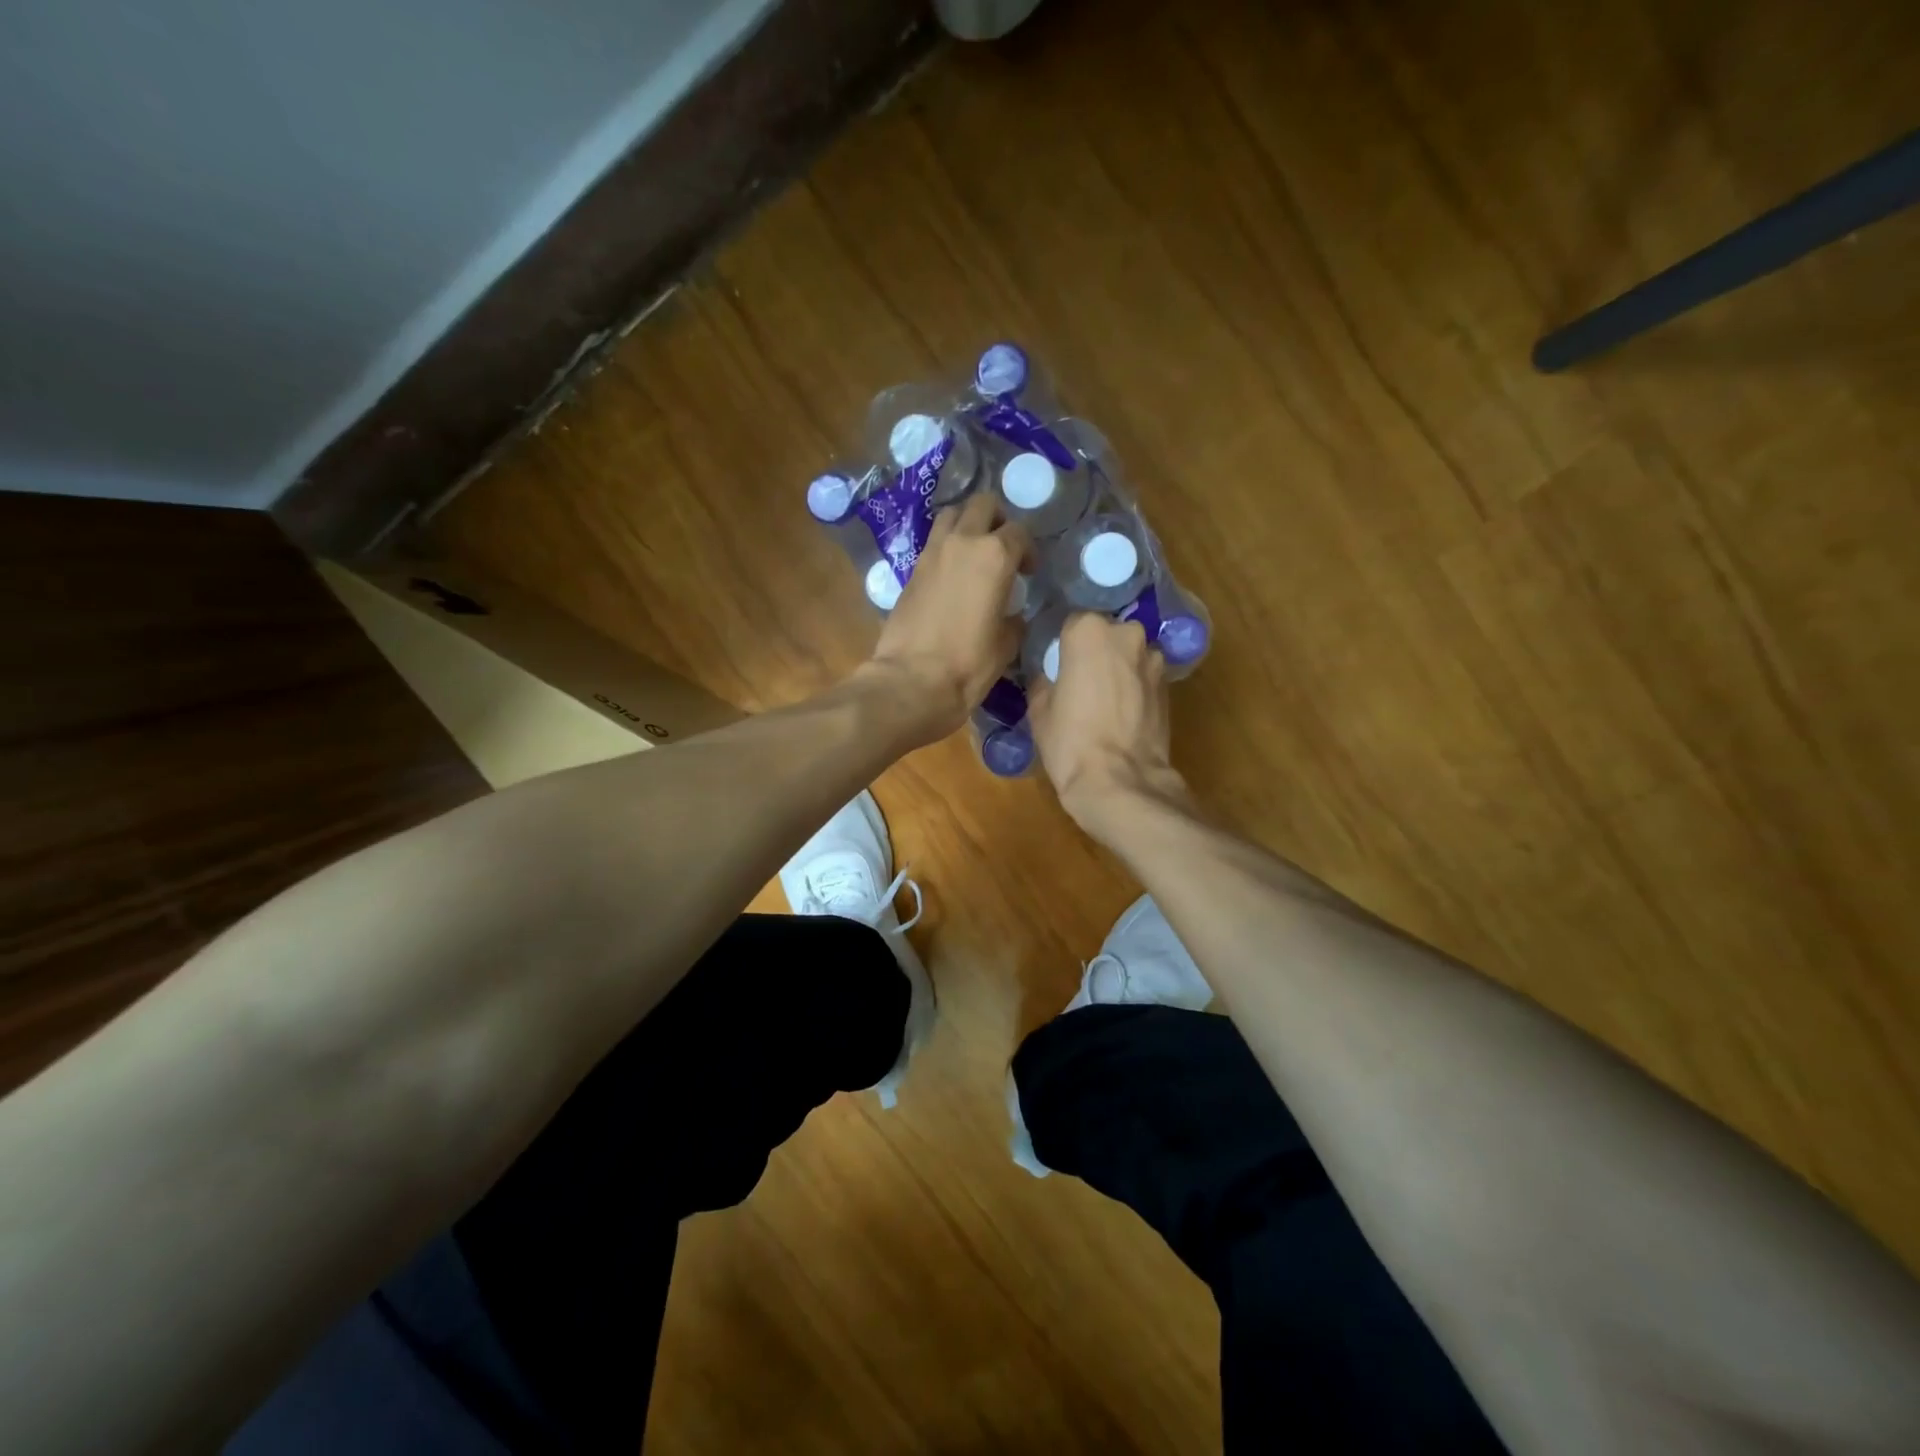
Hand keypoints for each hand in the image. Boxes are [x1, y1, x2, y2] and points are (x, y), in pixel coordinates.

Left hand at [864, 491, 1029, 745]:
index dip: (1028, 551)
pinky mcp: (911, 570)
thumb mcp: (1006, 644)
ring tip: (974, 553)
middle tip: (1003, 547)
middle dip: (997, 519)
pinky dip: (946, 546)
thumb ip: (1014, 617)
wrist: (911, 681)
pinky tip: (953, 573)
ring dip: (967, 524)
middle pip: (983, 505)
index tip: (1029, 573)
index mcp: (995, 556)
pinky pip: (934, 542)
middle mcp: (963, 542)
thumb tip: (1012, 612)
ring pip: (952, 515)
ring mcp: (932, 553)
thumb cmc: (968, 665)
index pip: (1019, 533)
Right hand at [1028, 612, 1185, 832]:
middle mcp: (1127, 634)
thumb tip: (1049, 673)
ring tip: (1102, 699)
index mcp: (1089, 630)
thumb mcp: (1039, 708)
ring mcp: (1153, 659)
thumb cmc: (1070, 741)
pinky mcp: (1170, 686)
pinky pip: (1143, 676)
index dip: (1062, 644)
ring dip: (1117, 668)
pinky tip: (1121, 712)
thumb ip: (1044, 678)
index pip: (1071, 622)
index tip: (1056, 663)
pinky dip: (1133, 687)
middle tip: (1079, 680)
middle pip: (1105, 633)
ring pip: (1128, 654)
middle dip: (1094, 651)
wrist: (1121, 782)